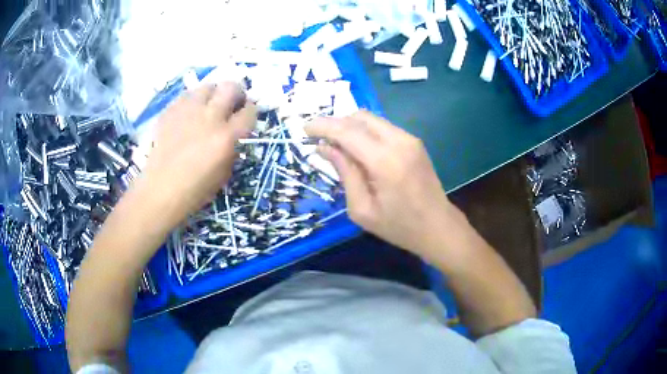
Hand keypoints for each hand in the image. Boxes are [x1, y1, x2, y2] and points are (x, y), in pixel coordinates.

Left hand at [140, 82, 256, 223]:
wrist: (160, 191)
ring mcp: (188, 112)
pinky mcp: (170, 112)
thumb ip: (232, 148)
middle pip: (231, 88)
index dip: (251, 111)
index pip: (249, 111)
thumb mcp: (224, 174)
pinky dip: (192, 101)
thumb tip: (234, 134)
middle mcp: (209, 118)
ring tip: (209, 105)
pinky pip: (186, 96)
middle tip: (232, 103)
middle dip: (236, 92)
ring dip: (213, 94)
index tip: (247, 115)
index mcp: (226, 137)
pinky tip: (189, 114)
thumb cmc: (195, 190)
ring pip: (207, 86)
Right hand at [305, 111, 461, 258]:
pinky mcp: (414, 141)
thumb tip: (324, 147)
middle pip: (359, 117)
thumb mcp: (362, 210)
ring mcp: (410, 139)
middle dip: (336, 123)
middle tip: (321, 140)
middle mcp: (399, 142)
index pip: (347, 131)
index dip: (322, 126)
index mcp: (385, 161)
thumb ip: (345, 173)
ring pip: (371, 119)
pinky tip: (359, 149)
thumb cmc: (399, 226)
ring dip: (350, 126)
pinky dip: (365, 132)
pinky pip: (383, 127)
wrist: (438, 226)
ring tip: (337, 145)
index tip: (305, 130)